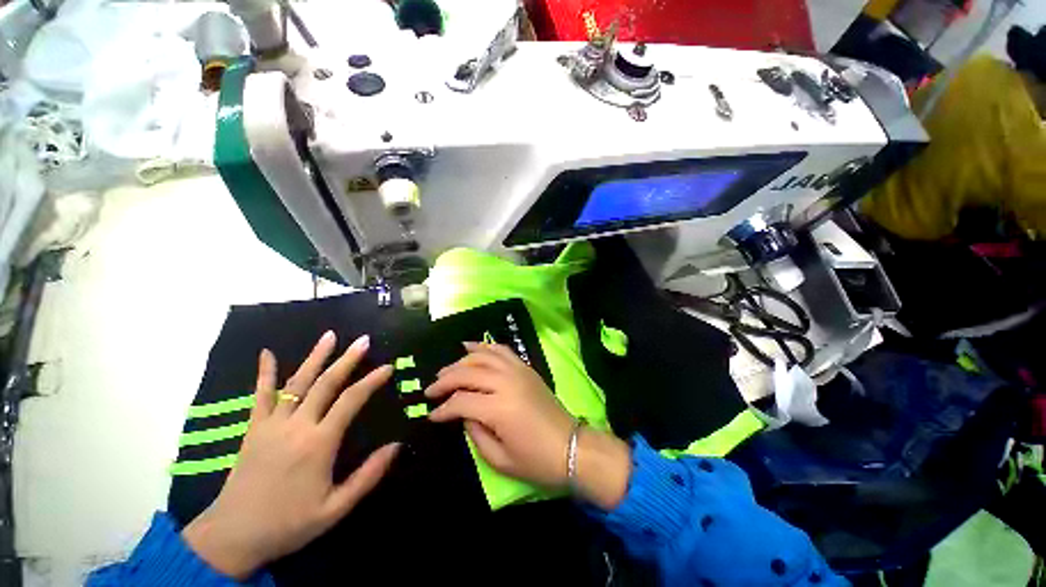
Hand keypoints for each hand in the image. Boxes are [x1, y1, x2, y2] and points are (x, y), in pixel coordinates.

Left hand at [182, 332, 399, 578]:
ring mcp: (271, 425)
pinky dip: (264, 373)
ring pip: (296, 383)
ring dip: (315, 357)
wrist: (232, 537)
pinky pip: (259, 396)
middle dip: (347, 360)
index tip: (388, 367)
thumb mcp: (336, 508)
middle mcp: (296, 427)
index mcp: (318, 443)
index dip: (371, 381)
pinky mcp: (253, 429)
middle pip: (325, 384)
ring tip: (330, 336)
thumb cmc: (288, 523)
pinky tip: (267, 353)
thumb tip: (396, 446)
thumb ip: (368, 476)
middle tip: (364, 341)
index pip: (351, 401)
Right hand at [426, 343, 629, 507]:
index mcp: (499, 408)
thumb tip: (463, 414)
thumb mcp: (499, 459)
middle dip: (445, 380)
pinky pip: (503, 351)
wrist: (571, 447)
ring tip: (446, 369)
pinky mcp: (526, 368)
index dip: (442, 408)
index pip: (461, 401)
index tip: (431, 415)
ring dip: (462, 361)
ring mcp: (518, 371)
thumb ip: (475, 434)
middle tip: (431, 389)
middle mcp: (507, 383)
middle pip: (468, 373)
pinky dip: (486, 347)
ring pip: (483, 357)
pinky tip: (473, 348)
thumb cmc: (536, 461)